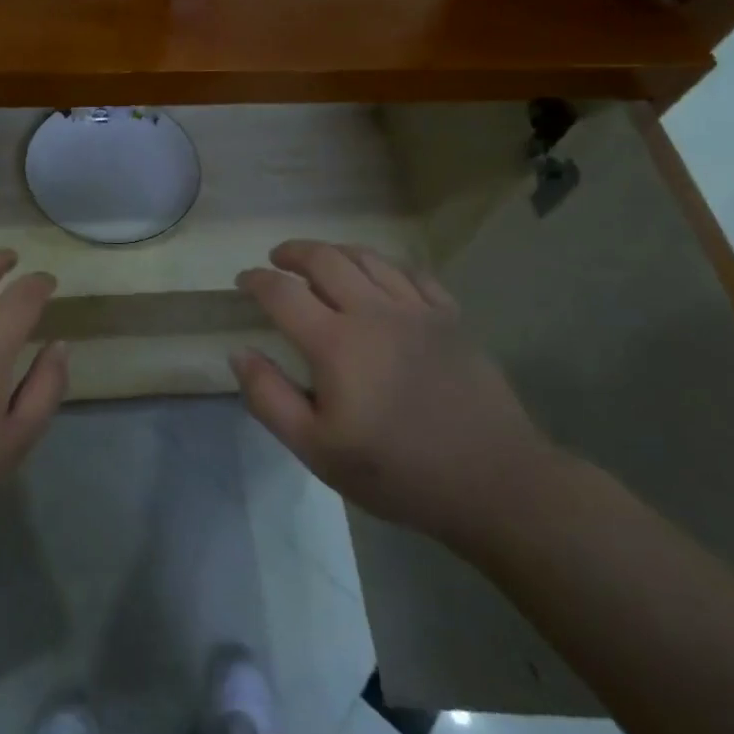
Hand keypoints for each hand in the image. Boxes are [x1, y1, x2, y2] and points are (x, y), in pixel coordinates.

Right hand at [231, 240, 555, 550]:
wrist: (492, 482)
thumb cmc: (396, 472)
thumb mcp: (317, 450)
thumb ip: (269, 398)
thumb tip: (240, 352)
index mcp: (335, 343)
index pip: (282, 293)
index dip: (256, 281)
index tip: (243, 281)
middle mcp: (373, 312)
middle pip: (325, 260)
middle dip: (294, 252)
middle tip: (277, 259)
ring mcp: (417, 310)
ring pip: (368, 258)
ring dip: (336, 252)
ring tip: (322, 260)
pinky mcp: (450, 318)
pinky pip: (412, 273)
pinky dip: (386, 265)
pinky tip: (380, 275)